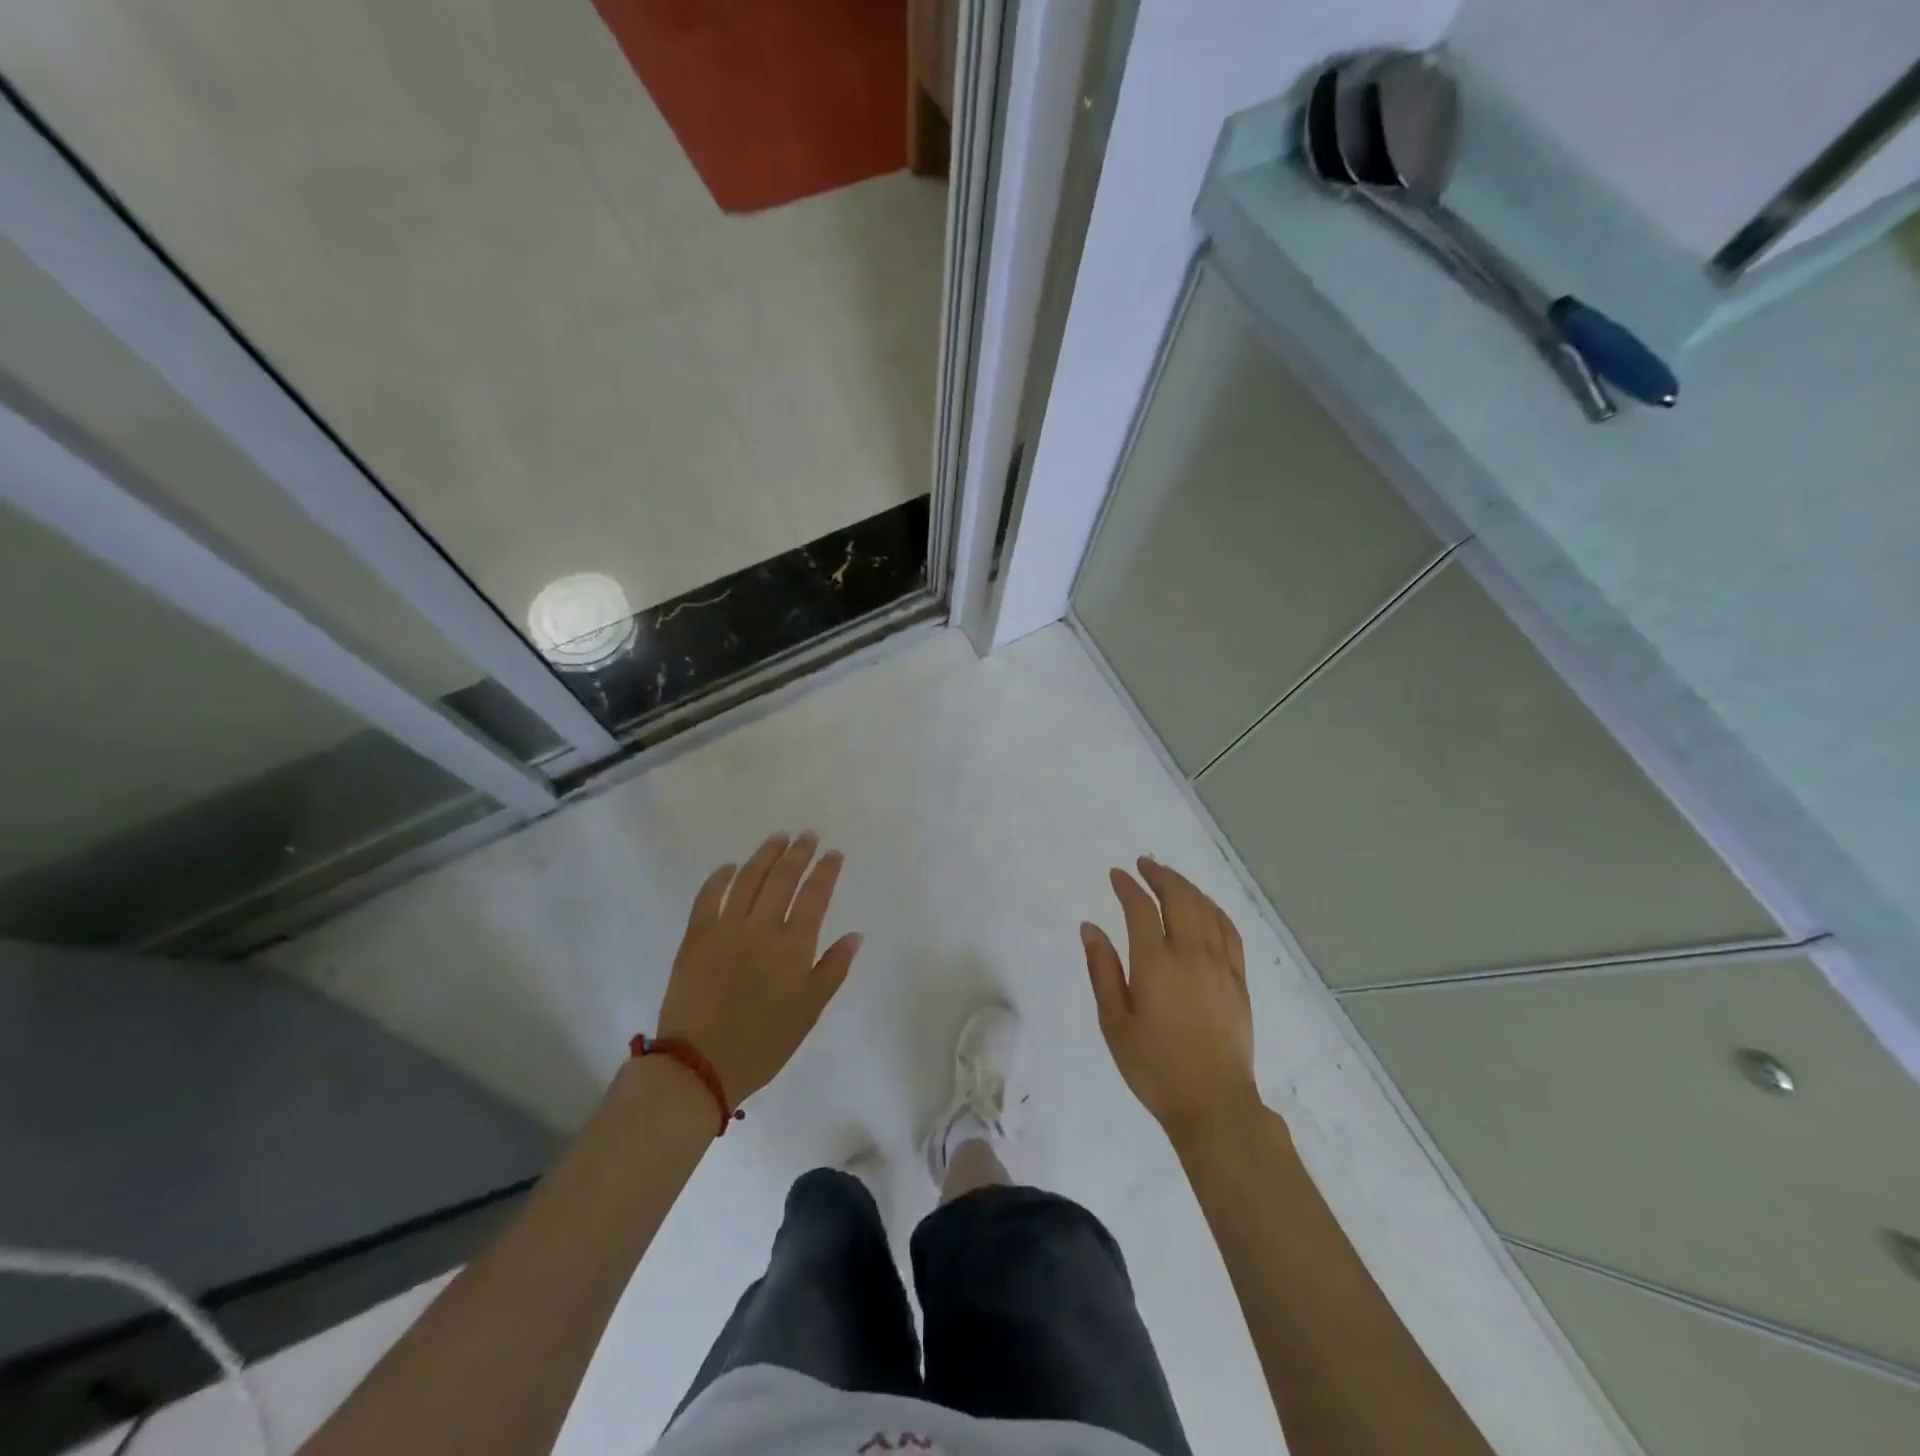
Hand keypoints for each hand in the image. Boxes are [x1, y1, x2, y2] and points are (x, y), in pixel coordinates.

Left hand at [655, 832, 862, 1104]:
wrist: (700, 1065)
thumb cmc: (764, 1042)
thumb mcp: (809, 1012)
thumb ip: (833, 969)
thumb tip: (855, 935)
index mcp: (793, 946)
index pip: (814, 895)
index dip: (826, 870)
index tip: (834, 853)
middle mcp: (762, 928)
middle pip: (782, 878)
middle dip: (798, 853)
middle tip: (808, 835)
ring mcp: (725, 929)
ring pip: (748, 879)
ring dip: (765, 855)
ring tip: (778, 839)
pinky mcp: (695, 937)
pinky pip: (707, 897)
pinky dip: (719, 878)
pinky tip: (730, 866)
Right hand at [1082, 857, 1260, 1146]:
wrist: (1213, 1104)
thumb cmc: (1153, 1067)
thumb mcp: (1114, 1022)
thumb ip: (1102, 970)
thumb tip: (1090, 927)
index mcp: (1155, 964)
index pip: (1141, 909)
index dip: (1128, 887)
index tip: (1116, 875)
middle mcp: (1191, 955)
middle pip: (1179, 898)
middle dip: (1160, 875)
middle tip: (1144, 864)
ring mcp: (1220, 966)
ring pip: (1206, 910)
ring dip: (1186, 887)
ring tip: (1170, 878)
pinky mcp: (1239, 981)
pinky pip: (1230, 932)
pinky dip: (1215, 910)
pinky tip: (1206, 907)